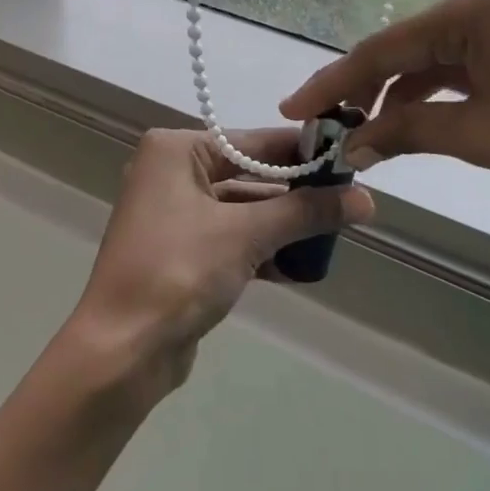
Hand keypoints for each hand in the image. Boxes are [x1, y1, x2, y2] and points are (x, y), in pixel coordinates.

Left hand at [67, 128, 374, 401]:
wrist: (123, 349)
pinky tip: (300, 267)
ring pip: (241, 209)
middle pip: (248, 173)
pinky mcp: (180, 251)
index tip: (351, 159)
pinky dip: (261, 249)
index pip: (253, 141)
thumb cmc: (180, 272)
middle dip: (296, 193)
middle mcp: (170, 172)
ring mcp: (173, 213)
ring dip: (282, 225)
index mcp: (175, 151)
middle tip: (350, 202)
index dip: (303, 151)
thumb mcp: (246, 235)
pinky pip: (230, 238)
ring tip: (334, 236)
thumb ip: (305, 212)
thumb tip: (366, 199)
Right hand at [281, 0, 489, 231]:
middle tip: (327, 127)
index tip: (292, 110)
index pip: (386, 48)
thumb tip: (347, 148)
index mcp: (477, 4)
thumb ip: (405, 131)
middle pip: (408, 47)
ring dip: (401, 93)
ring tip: (364, 131)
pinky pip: (467, 60)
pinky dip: (438, 91)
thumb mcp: (480, 135)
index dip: (334, 83)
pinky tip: (411, 118)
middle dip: (366, 90)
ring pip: (436, 56)